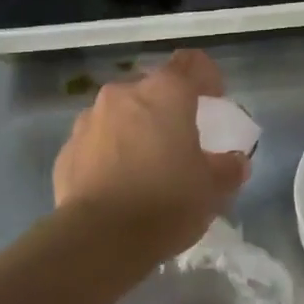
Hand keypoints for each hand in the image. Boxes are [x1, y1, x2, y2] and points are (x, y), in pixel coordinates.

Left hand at [52, 50, 248, 260]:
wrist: (98, 239)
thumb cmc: (165, 202)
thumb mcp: (212, 189)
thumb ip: (227, 168)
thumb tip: (235, 161)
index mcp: (165, 94)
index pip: (191, 63)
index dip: (207, 76)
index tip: (215, 100)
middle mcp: (123, 94)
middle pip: (153, 89)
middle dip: (168, 108)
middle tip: (181, 139)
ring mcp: (89, 120)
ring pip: (121, 114)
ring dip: (136, 129)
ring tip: (146, 164)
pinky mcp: (67, 149)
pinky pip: (97, 141)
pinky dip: (110, 153)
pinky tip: (119, 184)